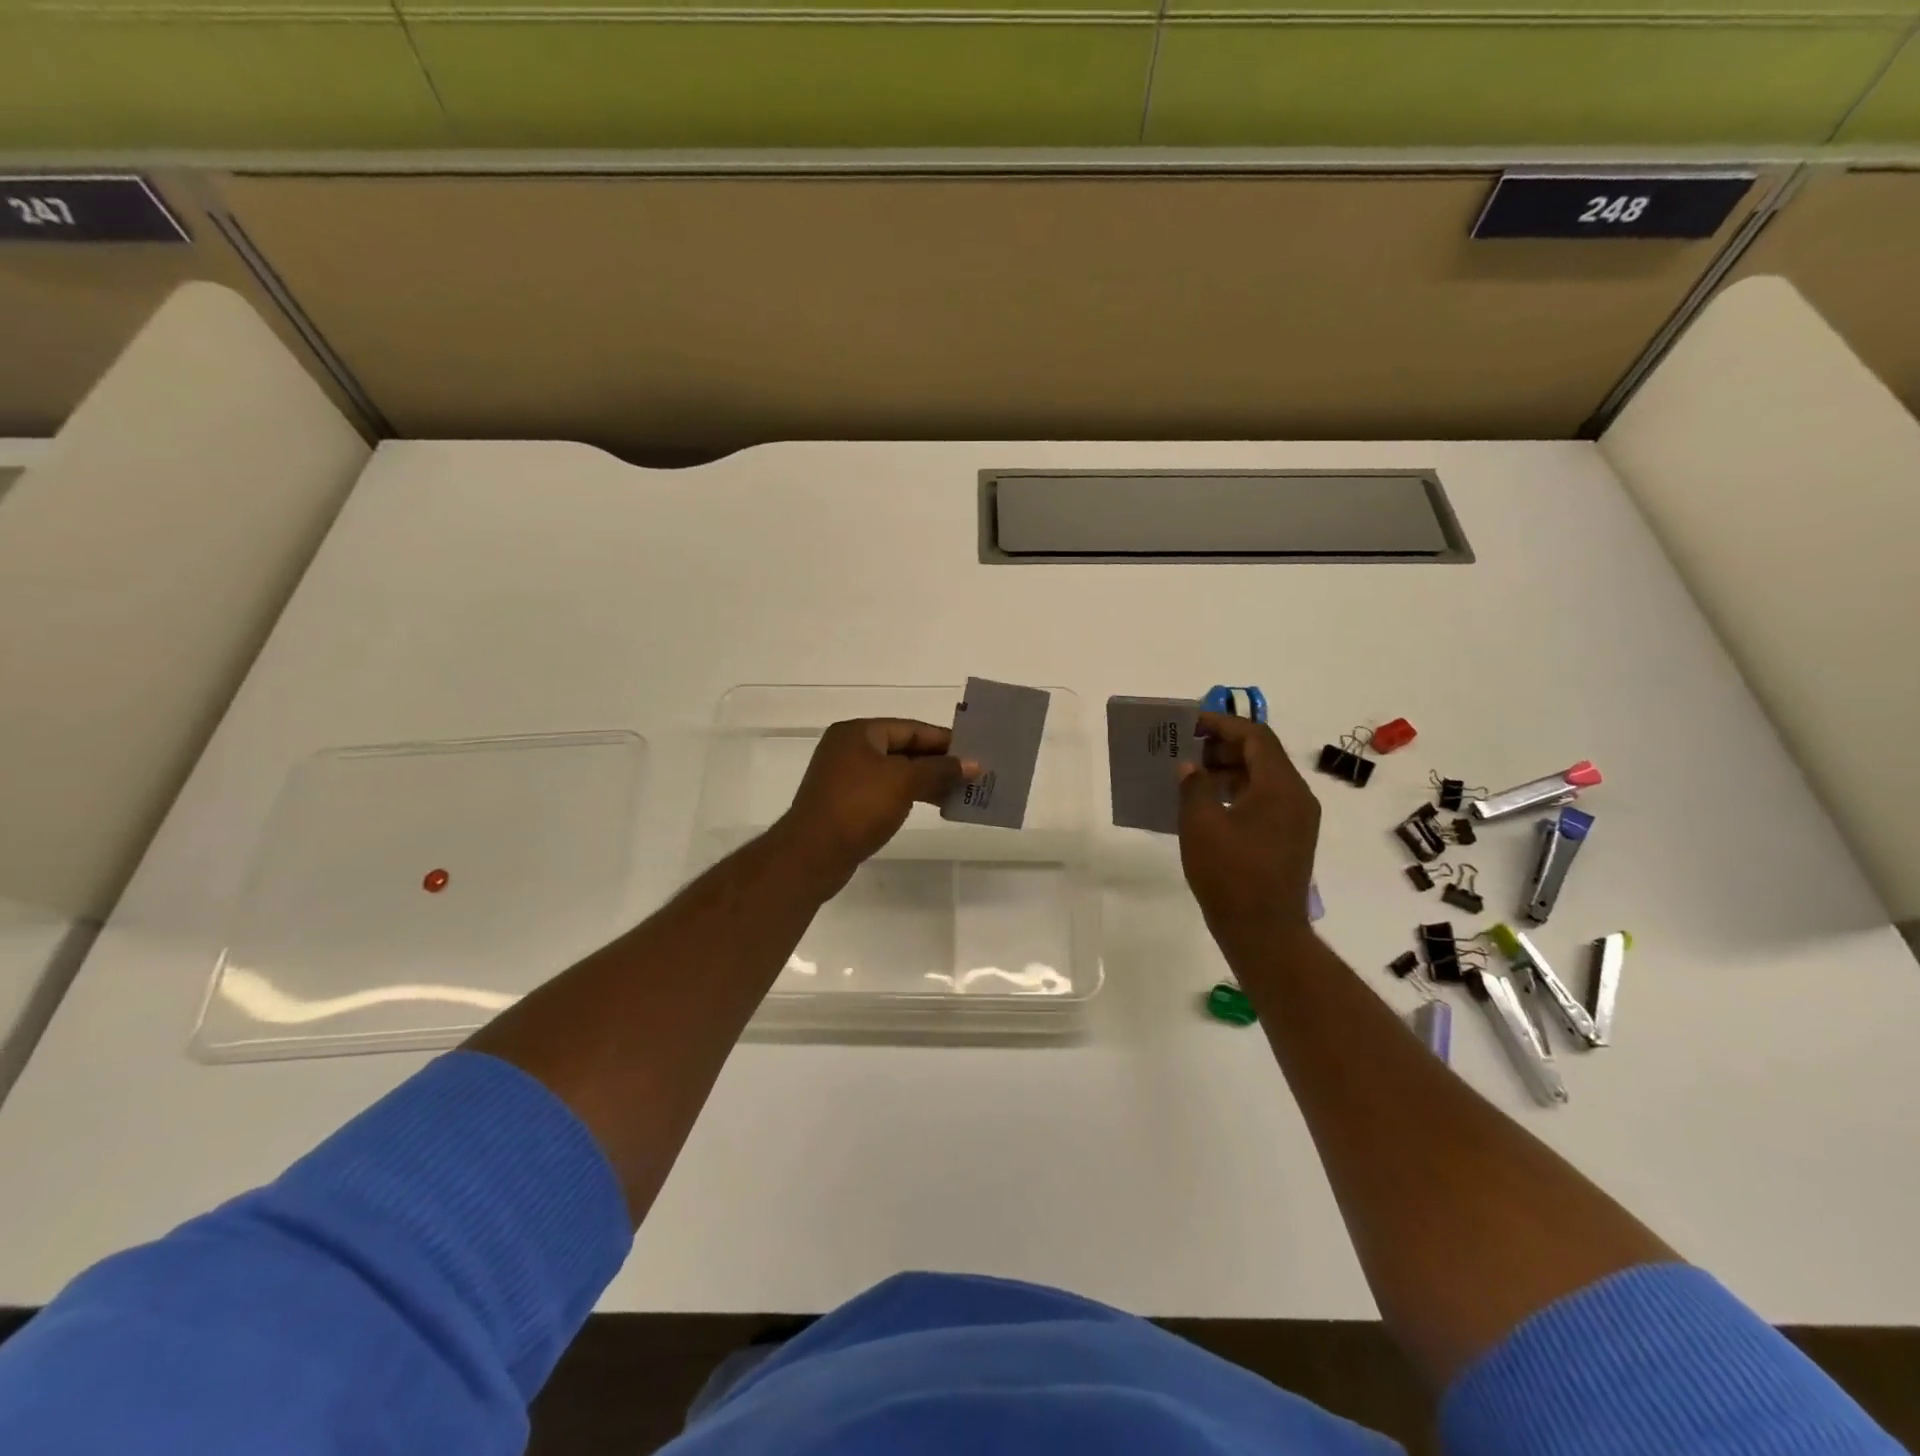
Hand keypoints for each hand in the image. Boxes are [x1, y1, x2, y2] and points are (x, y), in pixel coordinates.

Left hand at [779, 718, 975, 896]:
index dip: (944, 740)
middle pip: (903, 749)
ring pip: (895, 772)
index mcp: (858, 732)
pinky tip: (932, 806)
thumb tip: (973, 764)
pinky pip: (885, 791)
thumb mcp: (904, 782)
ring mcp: (845, 777)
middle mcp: (849, 749)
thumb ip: (940, 770)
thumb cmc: (858, 806)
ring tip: (959, 792)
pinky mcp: (846, 803)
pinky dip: (909, 795)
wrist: (812, 854)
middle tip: (971, 774)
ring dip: (926, 781)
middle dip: (937, 762)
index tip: (974, 752)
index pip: (910, 728)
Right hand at [1177, 712, 1321, 949]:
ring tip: (1191, 778)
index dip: (1222, 724)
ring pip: (1263, 779)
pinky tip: (1207, 806)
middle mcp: (1297, 797)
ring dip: (1228, 771)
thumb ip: (1194, 786)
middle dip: (1223, 747)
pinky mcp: (1289, 839)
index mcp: (1281, 786)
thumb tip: (1189, 766)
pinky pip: (1264, 801)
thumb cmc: (1230, 874)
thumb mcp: (1201, 824)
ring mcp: (1296, 820)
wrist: (1264, 932)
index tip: (1190, 724)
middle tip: (1186, 751)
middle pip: (1262, 755)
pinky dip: (1237, 793)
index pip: (1255, 736)